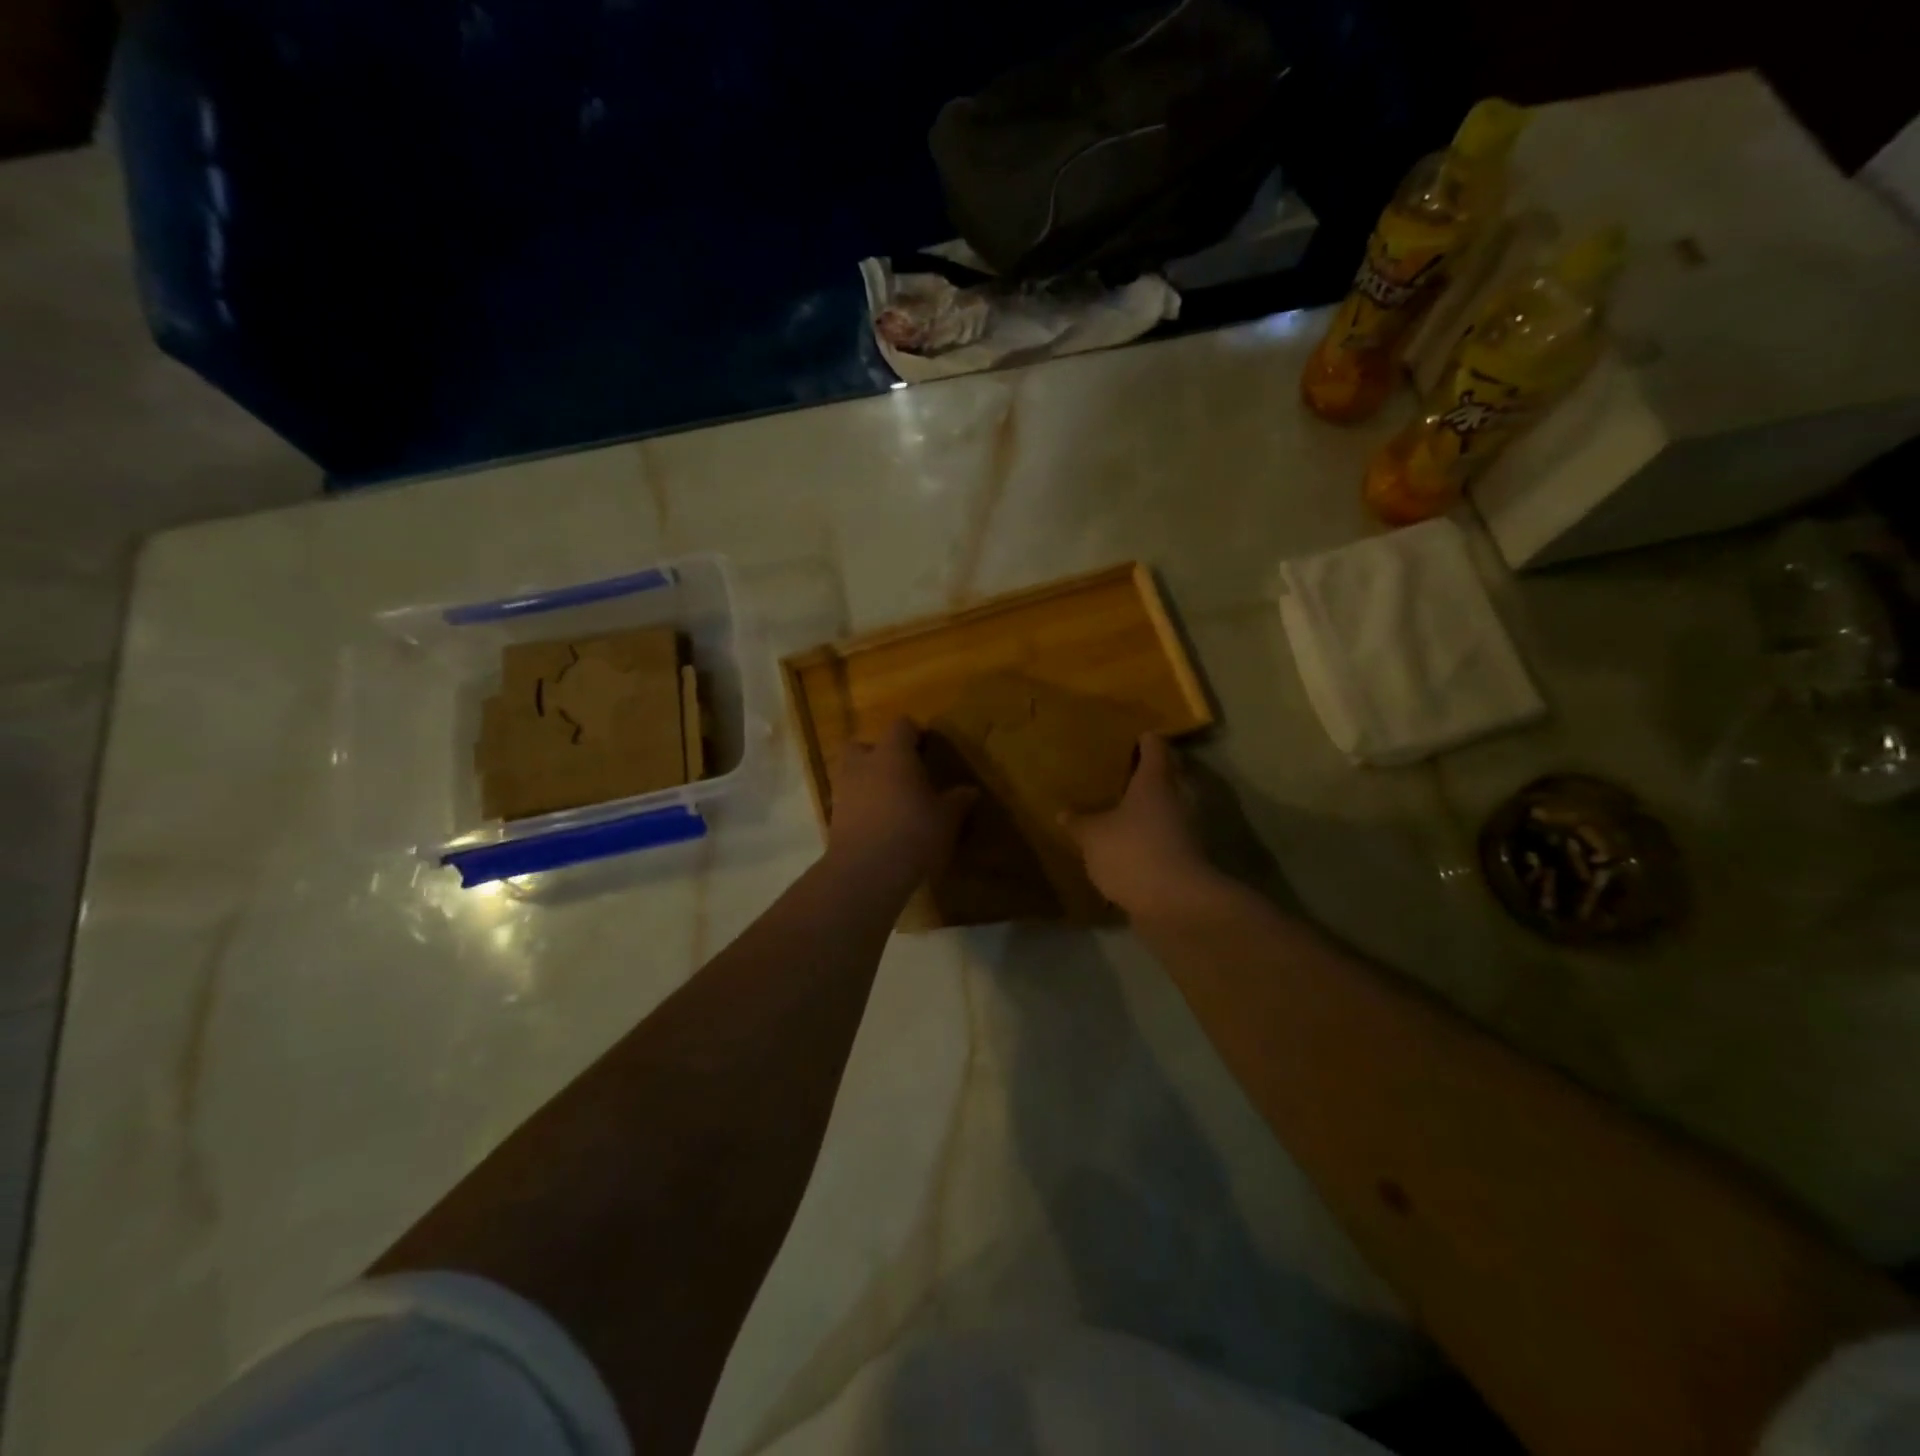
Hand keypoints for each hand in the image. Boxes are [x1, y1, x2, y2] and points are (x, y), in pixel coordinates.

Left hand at [827, 718, 975, 886]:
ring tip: (890, 801)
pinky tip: (879, 824)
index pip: (900, 726)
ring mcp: (843, 790)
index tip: (926, 748)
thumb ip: (957, 801)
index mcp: (893, 754)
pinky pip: (848, 801)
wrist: (866, 872)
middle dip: (878, 754)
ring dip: (867, 781)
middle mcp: (863, 765)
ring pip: (851, 773)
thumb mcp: (946, 819)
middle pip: (862, 745)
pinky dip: (860, 807)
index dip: (913, 734)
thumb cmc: (913, 832)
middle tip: (900, 772)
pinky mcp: (833, 818)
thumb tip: (971, 791)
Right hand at [1060, 734, 1225, 920]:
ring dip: (1151, 808)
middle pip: (1168, 774)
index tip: (1127, 737)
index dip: (1143, 739)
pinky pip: (1169, 836)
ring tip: (1121, 811)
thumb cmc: (1133, 852)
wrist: (1178, 905)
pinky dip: (1154, 836)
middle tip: (1117, 775)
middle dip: (1146, 774)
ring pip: (1170, 806)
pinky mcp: (1190, 857)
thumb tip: (1063, 812)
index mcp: (1157, 779)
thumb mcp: (1093, 836)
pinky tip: (1131, 845)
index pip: (1155, 745)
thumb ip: (1079, 822)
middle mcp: (1180, 796)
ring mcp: (1189, 828)